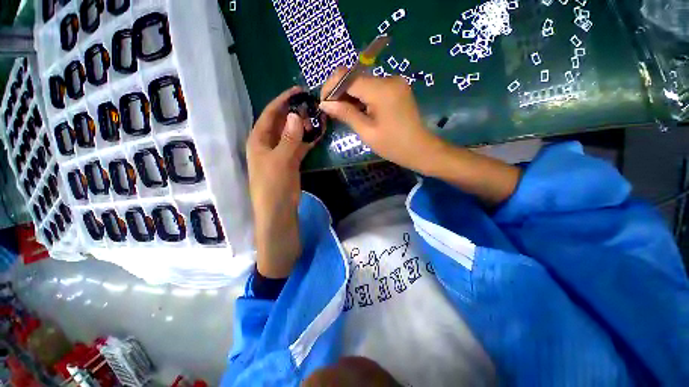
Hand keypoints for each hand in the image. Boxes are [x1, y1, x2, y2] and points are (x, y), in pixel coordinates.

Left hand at [247, 86, 317, 277]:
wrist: (278, 213)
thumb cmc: (273, 187)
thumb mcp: (281, 161)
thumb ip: (290, 139)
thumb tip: (297, 115)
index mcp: (259, 140)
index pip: (270, 114)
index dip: (283, 101)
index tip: (298, 90)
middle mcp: (268, 144)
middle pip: (282, 123)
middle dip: (296, 113)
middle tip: (313, 105)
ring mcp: (280, 154)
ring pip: (293, 134)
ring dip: (304, 126)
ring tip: (318, 117)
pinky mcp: (291, 163)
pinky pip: (299, 147)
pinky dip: (308, 140)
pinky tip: (318, 134)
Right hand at [319, 68, 447, 174]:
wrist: (420, 149)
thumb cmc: (393, 145)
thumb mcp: (367, 132)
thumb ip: (346, 114)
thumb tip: (324, 103)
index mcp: (381, 90)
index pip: (347, 76)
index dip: (331, 87)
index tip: (324, 104)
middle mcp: (388, 79)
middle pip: (354, 77)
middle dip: (339, 92)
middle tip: (333, 112)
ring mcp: (394, 82)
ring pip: (363, 82)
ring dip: (350, 95)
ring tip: (343, 113)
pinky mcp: (396, 88)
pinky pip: (373, 87)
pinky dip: (361, 97)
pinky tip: (358, 110)